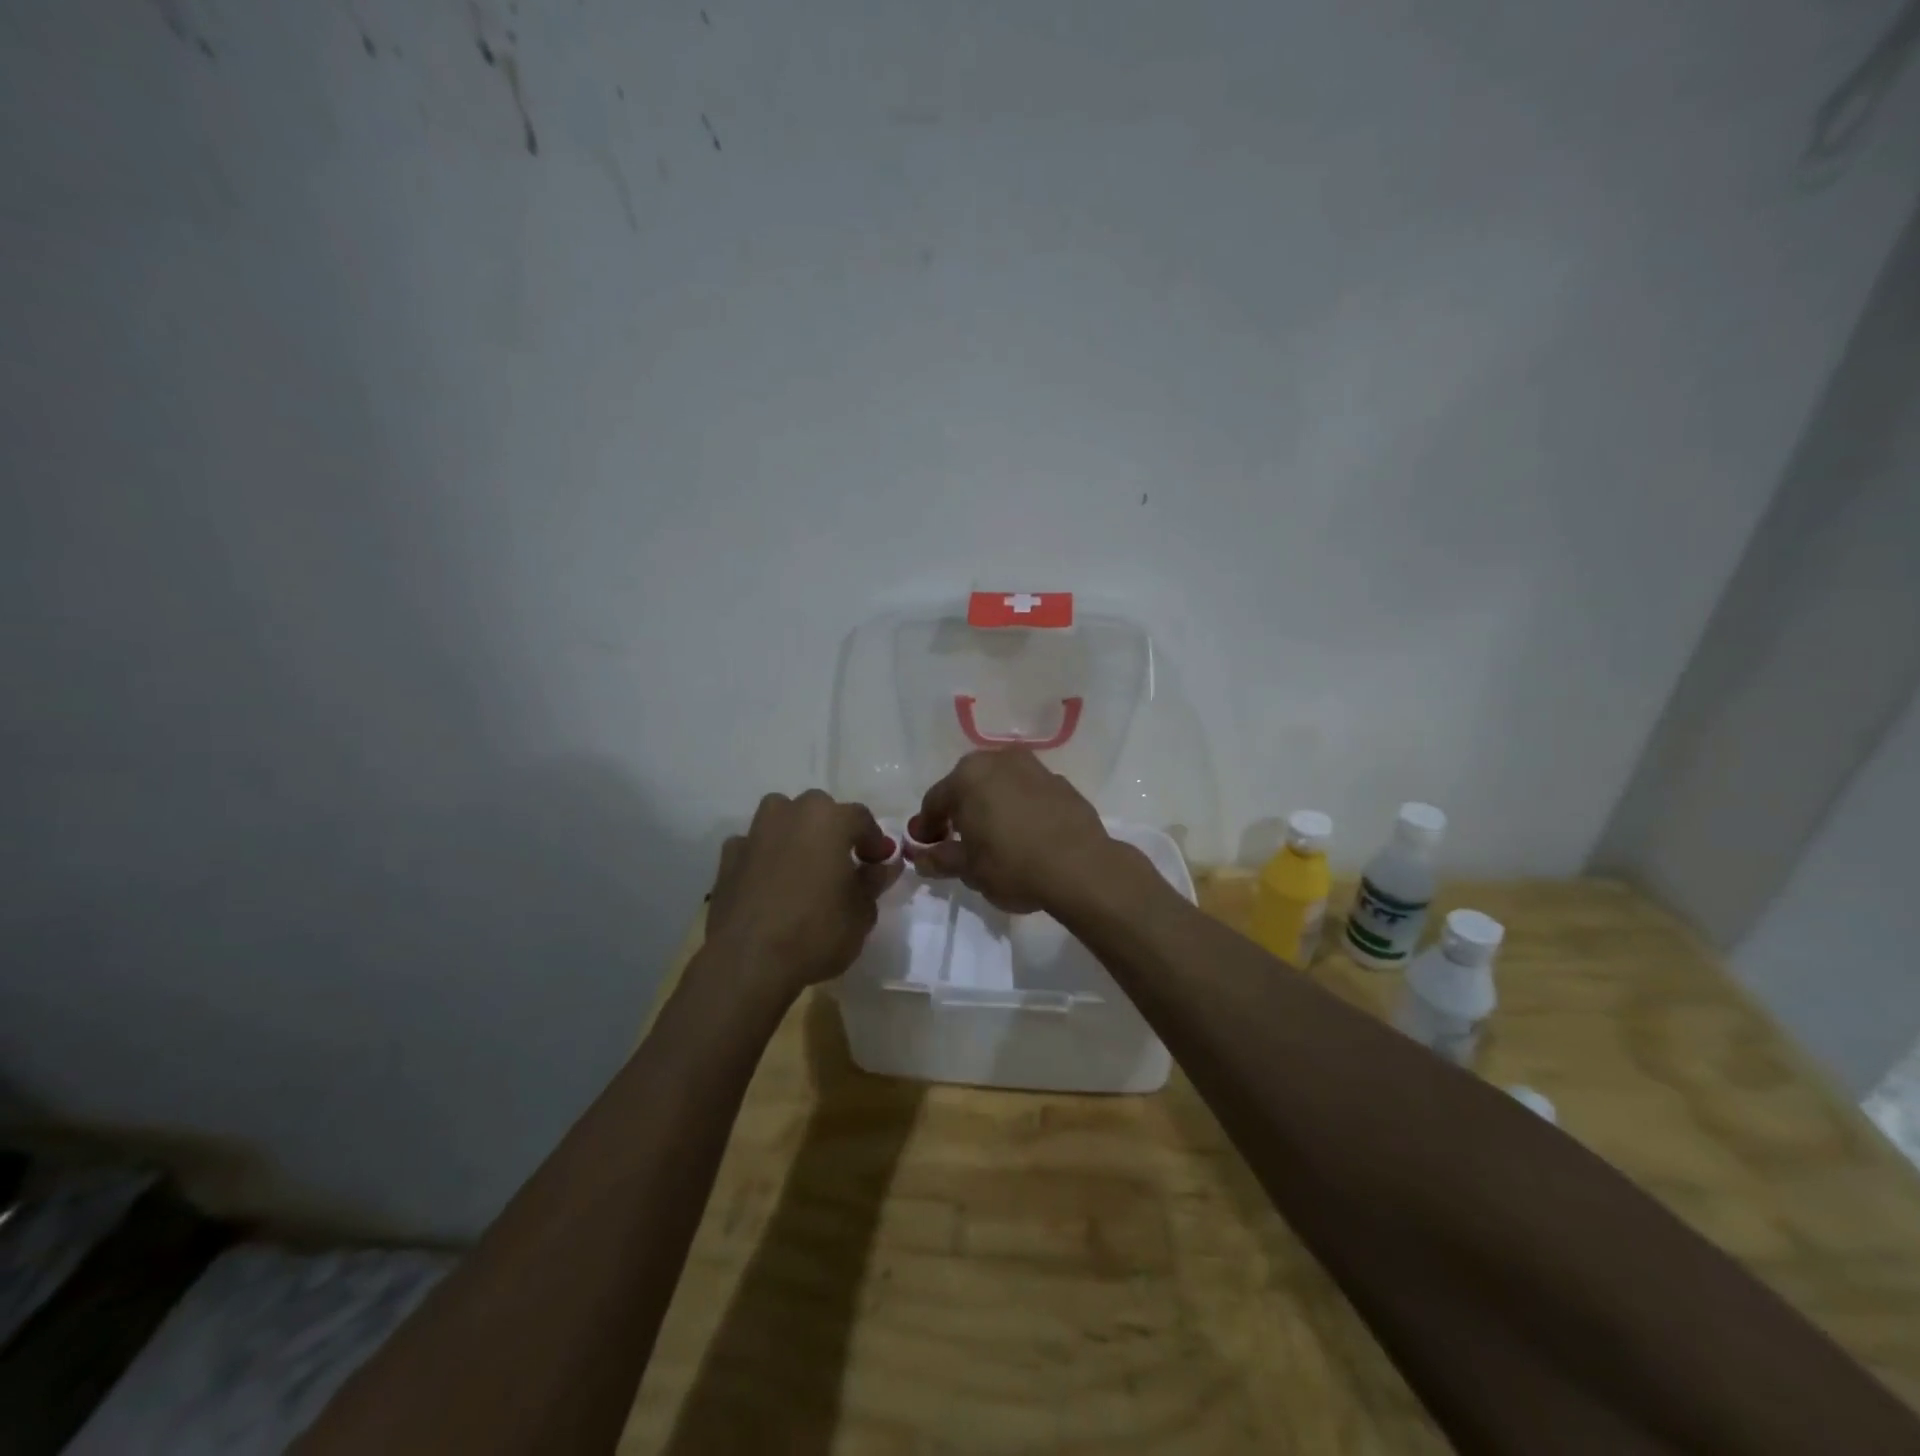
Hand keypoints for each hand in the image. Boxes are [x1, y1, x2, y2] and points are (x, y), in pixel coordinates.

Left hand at [704, 790, 899, 995]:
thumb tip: (883, 866)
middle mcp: (789, 814)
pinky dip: (764, 856)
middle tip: (842, 864)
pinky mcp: (727, 859)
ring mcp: (754, 834)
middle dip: (833, 831)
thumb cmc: (817, 932)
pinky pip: (753, 846)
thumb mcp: (862, 912)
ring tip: (804, 866)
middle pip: (818, 810)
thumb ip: (873, 882)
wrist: (748, 962)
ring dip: (794, 833)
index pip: (861, 818)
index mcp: (828, 819)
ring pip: (780, 818)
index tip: (880, 863)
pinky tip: (769, 883)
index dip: (874, 841)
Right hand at [909, 750, 1127, 913]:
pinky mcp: (1061, 783)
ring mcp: (1034, 768)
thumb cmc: (1012, 865)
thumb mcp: (968, 869)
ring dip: (990, 806)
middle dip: (959, 811)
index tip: (925, 847)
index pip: (935, 801)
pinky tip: (1024, 834)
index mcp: (968, 776)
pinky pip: (1028, 794)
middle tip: (955, 840)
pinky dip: (1019, 808)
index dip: (926, 826)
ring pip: (1000, 786)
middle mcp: (999, 760)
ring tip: (992, 837)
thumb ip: (940, 858)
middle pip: (968, 786)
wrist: (1081, 867)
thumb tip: (921, 856)